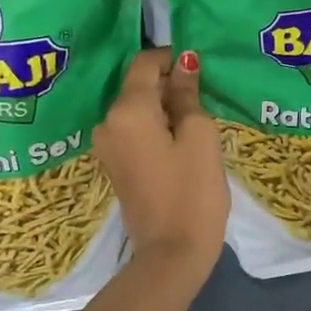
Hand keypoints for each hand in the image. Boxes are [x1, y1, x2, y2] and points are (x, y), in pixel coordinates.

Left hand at [93, 48, 229, 282]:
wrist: (171, 253)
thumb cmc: (192, 190)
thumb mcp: (198, 135)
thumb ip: (187, 94)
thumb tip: (184, 62)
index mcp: (127, 109)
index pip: (144, 63)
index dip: (171, 58)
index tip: (199, 67)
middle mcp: (108, 121)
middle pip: (138, 85)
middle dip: (169, 84)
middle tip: (204, 97)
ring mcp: (107, 145)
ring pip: (136, 109)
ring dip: (164, 107)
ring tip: (196, 120)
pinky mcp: (114, 164)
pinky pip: (133, 130)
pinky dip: (154, 126)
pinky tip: (180, 140)